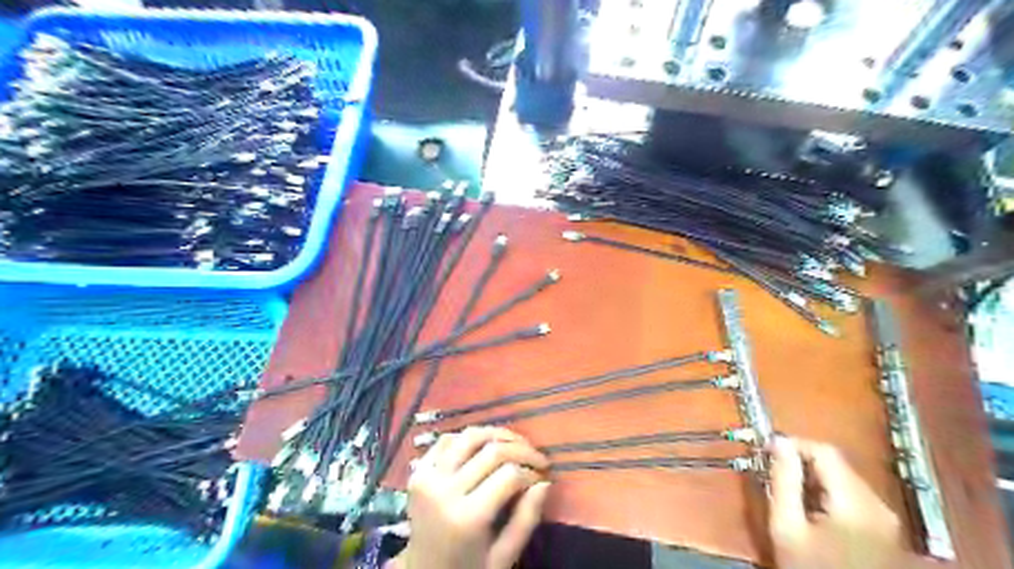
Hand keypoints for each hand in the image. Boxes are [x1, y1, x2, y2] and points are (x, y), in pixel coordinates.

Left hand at [391, 426, 550, 568]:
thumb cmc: (468, 568)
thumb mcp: (503, 557)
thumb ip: (526, 520)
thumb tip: (545, 482)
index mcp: (467, 517)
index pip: (509, 475)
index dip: (531, 471)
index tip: (543, 475)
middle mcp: (444, 490)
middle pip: (492, 451)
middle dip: (522, 449)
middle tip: (538, 457)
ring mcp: (427, 477)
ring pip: (469, 436)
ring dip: (497, 434)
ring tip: (516, 442)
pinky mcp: (418, 470)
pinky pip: (447, 440)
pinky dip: (469, 437)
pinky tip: (485, 445)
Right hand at [770, 439, 902, 566]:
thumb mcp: (787, 528)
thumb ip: (783, 482)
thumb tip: (778, 443)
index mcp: (856, 502)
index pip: (825, 451)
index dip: (794, 443)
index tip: (768, 449)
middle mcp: (879, 506)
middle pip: (838, 465)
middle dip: (803, 463)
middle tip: (774, 471)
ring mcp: (887, 520)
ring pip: (846, 480)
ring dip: (815, 479)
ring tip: (790, 492)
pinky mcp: (887, 532)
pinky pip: (854, 498)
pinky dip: (830, 495)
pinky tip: (812, 512)